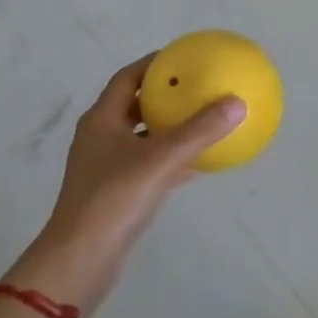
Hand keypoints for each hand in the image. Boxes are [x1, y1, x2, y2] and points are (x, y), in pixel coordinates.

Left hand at [7, 56, 243, 314]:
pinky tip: (200, 161)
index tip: (183, 56)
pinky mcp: (116, 194)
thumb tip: (237, 102)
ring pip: (143, 137)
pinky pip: (149, 165)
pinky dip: (171, 158)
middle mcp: (101, 138)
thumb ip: (199, 132)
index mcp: (102, 119)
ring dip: (169, 127)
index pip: (128, 78)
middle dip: (164, 94)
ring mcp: (107, 168)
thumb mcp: (160, 160)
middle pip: (135, 105)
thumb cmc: (113, 199)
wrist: (80, 261)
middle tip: (197, 85)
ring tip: (202, 118)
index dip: (153, 64)